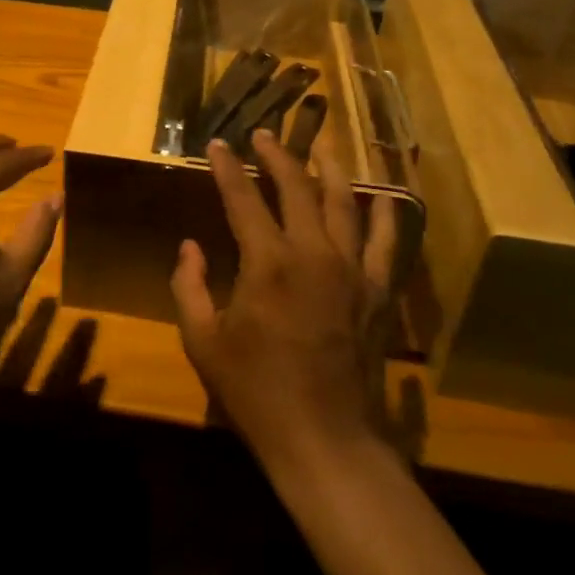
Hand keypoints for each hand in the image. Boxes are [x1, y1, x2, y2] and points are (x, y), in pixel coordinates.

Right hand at [172, 131, 395, 475]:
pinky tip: (382, 196)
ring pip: (343, 203)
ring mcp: (351, 270)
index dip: (227, 168)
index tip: (218, 143)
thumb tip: (190, 247)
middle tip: (263, 135)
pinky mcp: (375, 292)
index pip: (243, 198)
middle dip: (277, 155)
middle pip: (297, 187)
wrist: (325, 439)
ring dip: (329, 169)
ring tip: (320, 146)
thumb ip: (188, 286)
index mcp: (268, 263)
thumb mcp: (202, 341)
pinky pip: (385, 243)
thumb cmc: (256, 391)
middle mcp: (313, 253)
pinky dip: (384, 216)